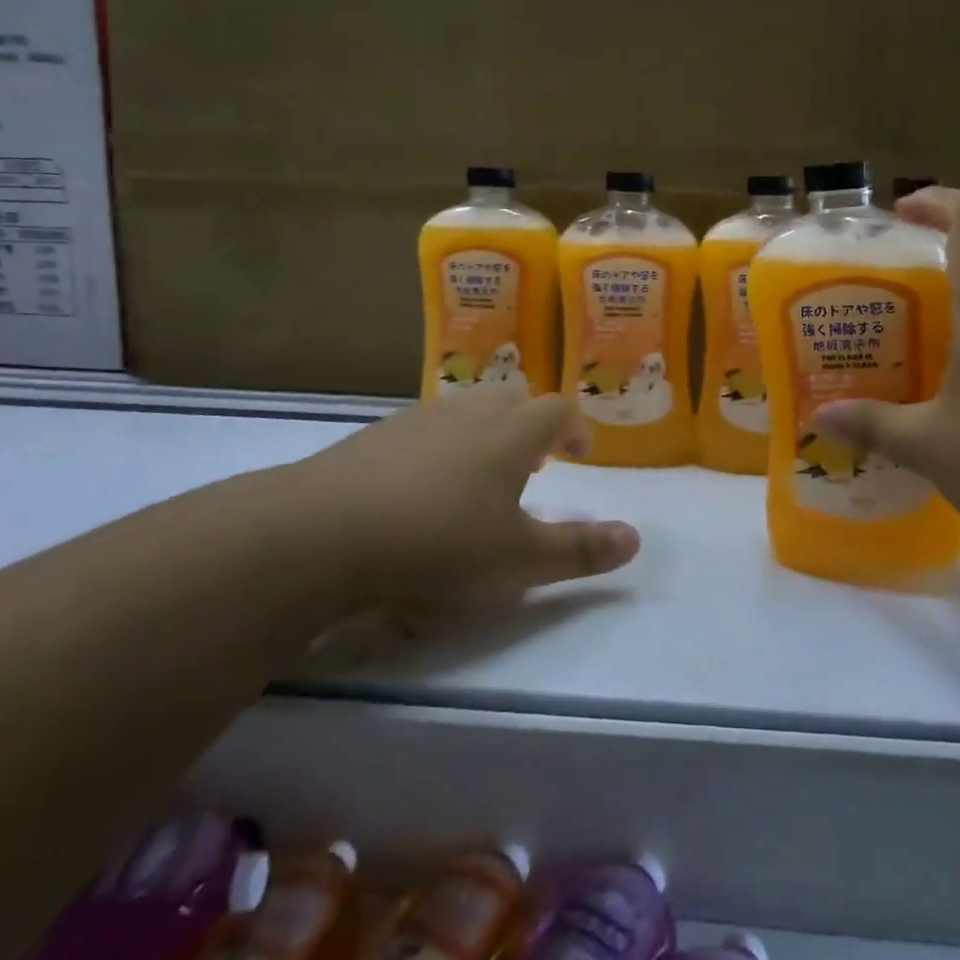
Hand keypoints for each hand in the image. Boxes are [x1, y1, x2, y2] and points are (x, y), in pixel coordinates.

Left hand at [272, 383, 640, 611]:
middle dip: (531, 424)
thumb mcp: (519, 562)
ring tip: (479, 478)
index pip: (558, 409)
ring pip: (466, 410)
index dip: (575, 428)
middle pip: (512, 397)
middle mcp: (468, 413)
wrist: (322, 534)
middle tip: (532, 464)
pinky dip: (439, 447)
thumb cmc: (438, 544)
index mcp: (511, 433)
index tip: (579, 454)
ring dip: (485, 433)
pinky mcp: (374, 435)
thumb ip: (580, 551)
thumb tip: (636, 539)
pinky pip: (424, 429)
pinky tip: (420, 490)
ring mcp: (417, 419)